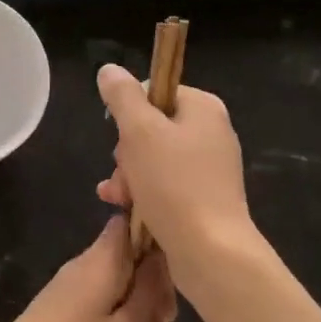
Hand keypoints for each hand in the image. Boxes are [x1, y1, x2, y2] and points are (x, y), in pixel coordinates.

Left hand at [0, 217, 176, 321]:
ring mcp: (72, 290)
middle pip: (130, 260)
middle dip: (156, 288)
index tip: (180, 270)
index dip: (158, 237)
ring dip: (142, 312)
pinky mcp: (62, 313)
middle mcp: (86, 266)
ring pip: (118, 288)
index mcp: (103, 259)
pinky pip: (102, 307)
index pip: (131, 222)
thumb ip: (150, 294)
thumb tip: (162, 257)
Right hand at [95, 64, 257, 294]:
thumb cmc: (175, 184)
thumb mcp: (140, 132)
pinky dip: (142, 193)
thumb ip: (123, 97)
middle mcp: (210, 132)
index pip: (154, 91)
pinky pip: (163, 184)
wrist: (211, 252)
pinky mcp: (202, 198)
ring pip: (152, 159)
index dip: (128, 113)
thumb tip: (109, 69)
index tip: (121, 137)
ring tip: (118, 197)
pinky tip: (122, 207)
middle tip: (123, 172)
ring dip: (128, 175)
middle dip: (126, 152)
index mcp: (203, 107)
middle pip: (150, 127)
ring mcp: (208, 168)